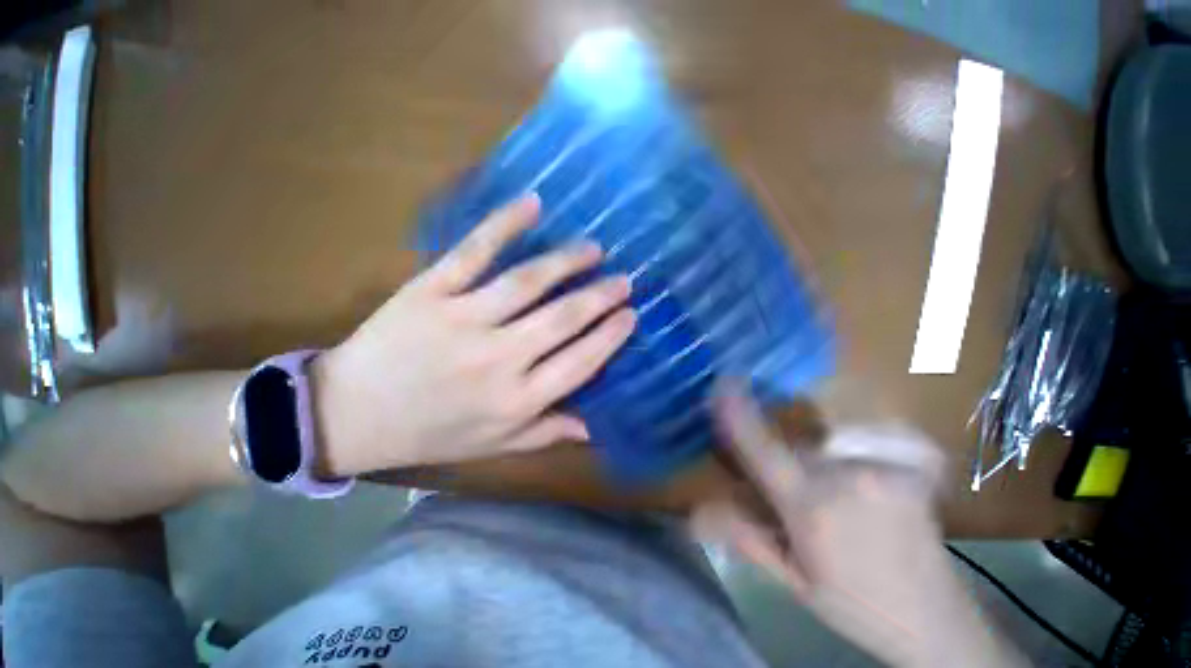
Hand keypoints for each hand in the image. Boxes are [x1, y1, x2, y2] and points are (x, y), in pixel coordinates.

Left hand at [313, 193, 635, 476]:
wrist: (348, 415)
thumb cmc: (429, 433)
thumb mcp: (494, 445)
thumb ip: (546, 433)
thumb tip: (593, 427)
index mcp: (516, 399)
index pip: (580, 362)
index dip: (610, 336)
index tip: (631, 315)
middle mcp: (498, 359)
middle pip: (562, 319)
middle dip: (600, 297)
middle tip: (624, 280)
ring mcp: (462, 320)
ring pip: (527, 282)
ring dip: (567, 261)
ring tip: (593, 249)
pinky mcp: (430, 290)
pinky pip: (473, 252)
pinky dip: (503, 224)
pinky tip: (533, 204)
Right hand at [694, 384, 1024, 666]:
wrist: (938, 620)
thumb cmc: (857, 606)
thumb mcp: (792, 581)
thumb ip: (744, 536)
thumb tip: (694, 513)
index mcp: (812, 509)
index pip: (761, 448)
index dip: (738, 411)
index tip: (722, 383)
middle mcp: (845, 477)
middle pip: (791, 440)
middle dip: (778, 454)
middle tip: (788, 490)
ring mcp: (880, 465)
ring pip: (823, 438)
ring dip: (811, 453)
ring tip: (830, 494)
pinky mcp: (906, 461)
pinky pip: (859, 435)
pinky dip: (846, 442)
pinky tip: (857, 476)